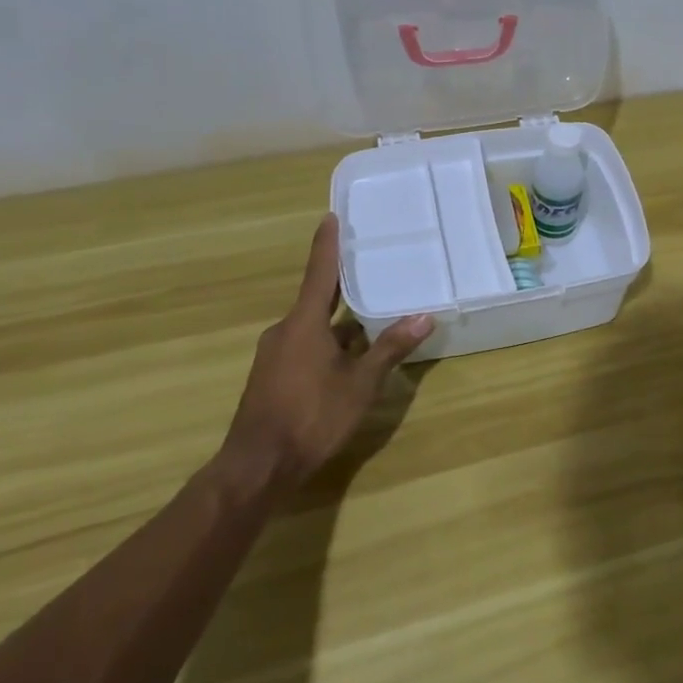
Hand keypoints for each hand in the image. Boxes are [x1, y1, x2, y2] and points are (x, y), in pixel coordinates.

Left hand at [221, 214, 432, 492]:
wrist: (258, 466)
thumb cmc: (311, 416)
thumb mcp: (360, 383)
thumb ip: (390, 348)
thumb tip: (424, 316)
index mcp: (303, 323)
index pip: (319, 273)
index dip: (327, 245)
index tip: (331, 216)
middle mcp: (284, 331)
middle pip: (317, 300)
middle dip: (342, 287)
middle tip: (369, 268)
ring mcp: (274, 355)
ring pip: (312, 328)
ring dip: (338, 324)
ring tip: (370, 319)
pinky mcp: (271, 377)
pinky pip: (303, 347)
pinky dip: (326, 344)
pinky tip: (348, 360)